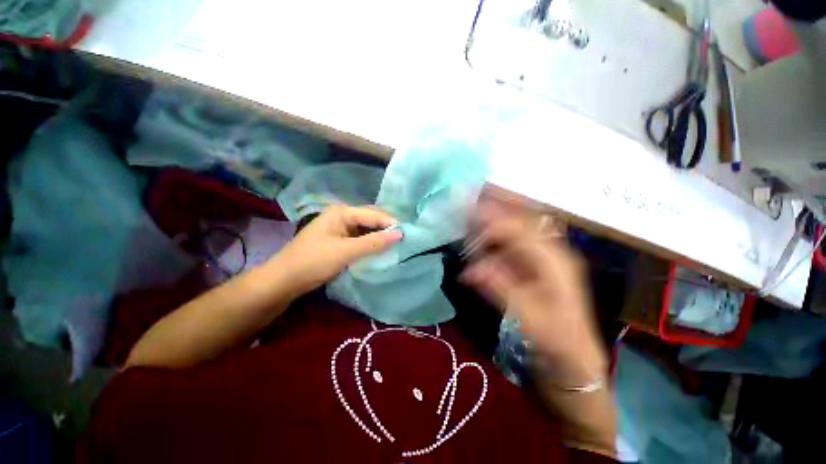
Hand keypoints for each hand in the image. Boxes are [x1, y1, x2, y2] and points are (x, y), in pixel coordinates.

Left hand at [273, 205, 402, 297]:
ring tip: (397, 244)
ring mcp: (341, 228)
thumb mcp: (345, 252)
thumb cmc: (313, 261)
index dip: (390, 223)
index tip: (407, 234)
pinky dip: (371, 243)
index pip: (373, 214)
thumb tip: (400, 234)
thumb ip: (373, 243)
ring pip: (367, 229)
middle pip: (370, 219)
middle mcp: (342, 216)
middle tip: (404, 239)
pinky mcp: (340, 240)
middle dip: (386, 228)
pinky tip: (381, 249)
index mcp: (342, 212)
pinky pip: (361, 238)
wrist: (284, 280)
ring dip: (380, 236)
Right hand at [462, 201, 606, 383]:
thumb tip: (470, 270)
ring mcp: (545, 257)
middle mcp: (552, 251)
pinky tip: (482, 234)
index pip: (519, 230)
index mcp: (555, 261)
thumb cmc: (558, 343)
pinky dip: (496, 234)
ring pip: (519, 226)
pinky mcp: (537, 265)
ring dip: (496, 216)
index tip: (466, 214)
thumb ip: (501, 290)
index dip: (491, 221)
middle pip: (522, 219)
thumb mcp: (530, 320)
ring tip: (473, 208)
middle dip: (497, 205)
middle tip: (471, 196)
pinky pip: (515, 242)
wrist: (577, 360)